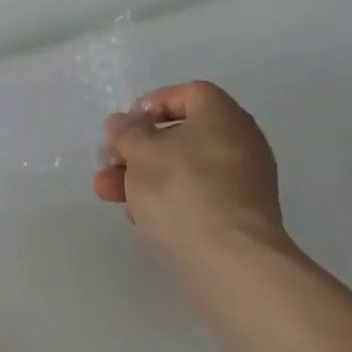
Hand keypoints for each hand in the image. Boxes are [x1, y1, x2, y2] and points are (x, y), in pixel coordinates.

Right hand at [93, 81, 291, 267]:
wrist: (230, 258)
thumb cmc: (182, 189)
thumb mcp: (141, 152)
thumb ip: (128, 132)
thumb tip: (123, 122)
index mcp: (223, 115)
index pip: (189, 93)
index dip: (152, 104)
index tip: (126, 126)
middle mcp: (240, 142)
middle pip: (181, 135)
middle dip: (138, 150)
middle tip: (109, 164)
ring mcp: (243, 181)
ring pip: (184, 169)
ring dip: (144, 177)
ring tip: (109, 195)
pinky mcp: (239, 215)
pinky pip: (197, 196)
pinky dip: (168, 200)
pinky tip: (141, 218)